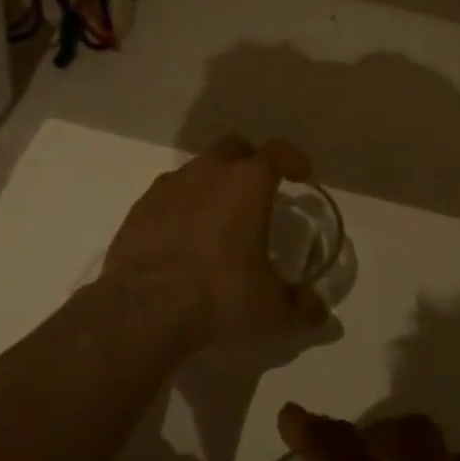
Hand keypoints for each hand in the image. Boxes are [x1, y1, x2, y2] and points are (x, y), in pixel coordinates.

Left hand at [101, 135, 328, 350]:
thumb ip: (301, 308)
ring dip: (212, 184)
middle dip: (250, 162)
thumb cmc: (220, 297)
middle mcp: (208, 173)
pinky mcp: (139, 208)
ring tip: (219, 218)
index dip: (294, 159)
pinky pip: (168, 195)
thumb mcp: (272, 311)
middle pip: (234, 148)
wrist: (143, 310)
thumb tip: (319, 312)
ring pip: (197, 169)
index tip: (302, 173)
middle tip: (259, 190)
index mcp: (248, 183)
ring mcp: (169, 187)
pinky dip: (180, 206)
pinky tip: (182, 237)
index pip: (278, 153)